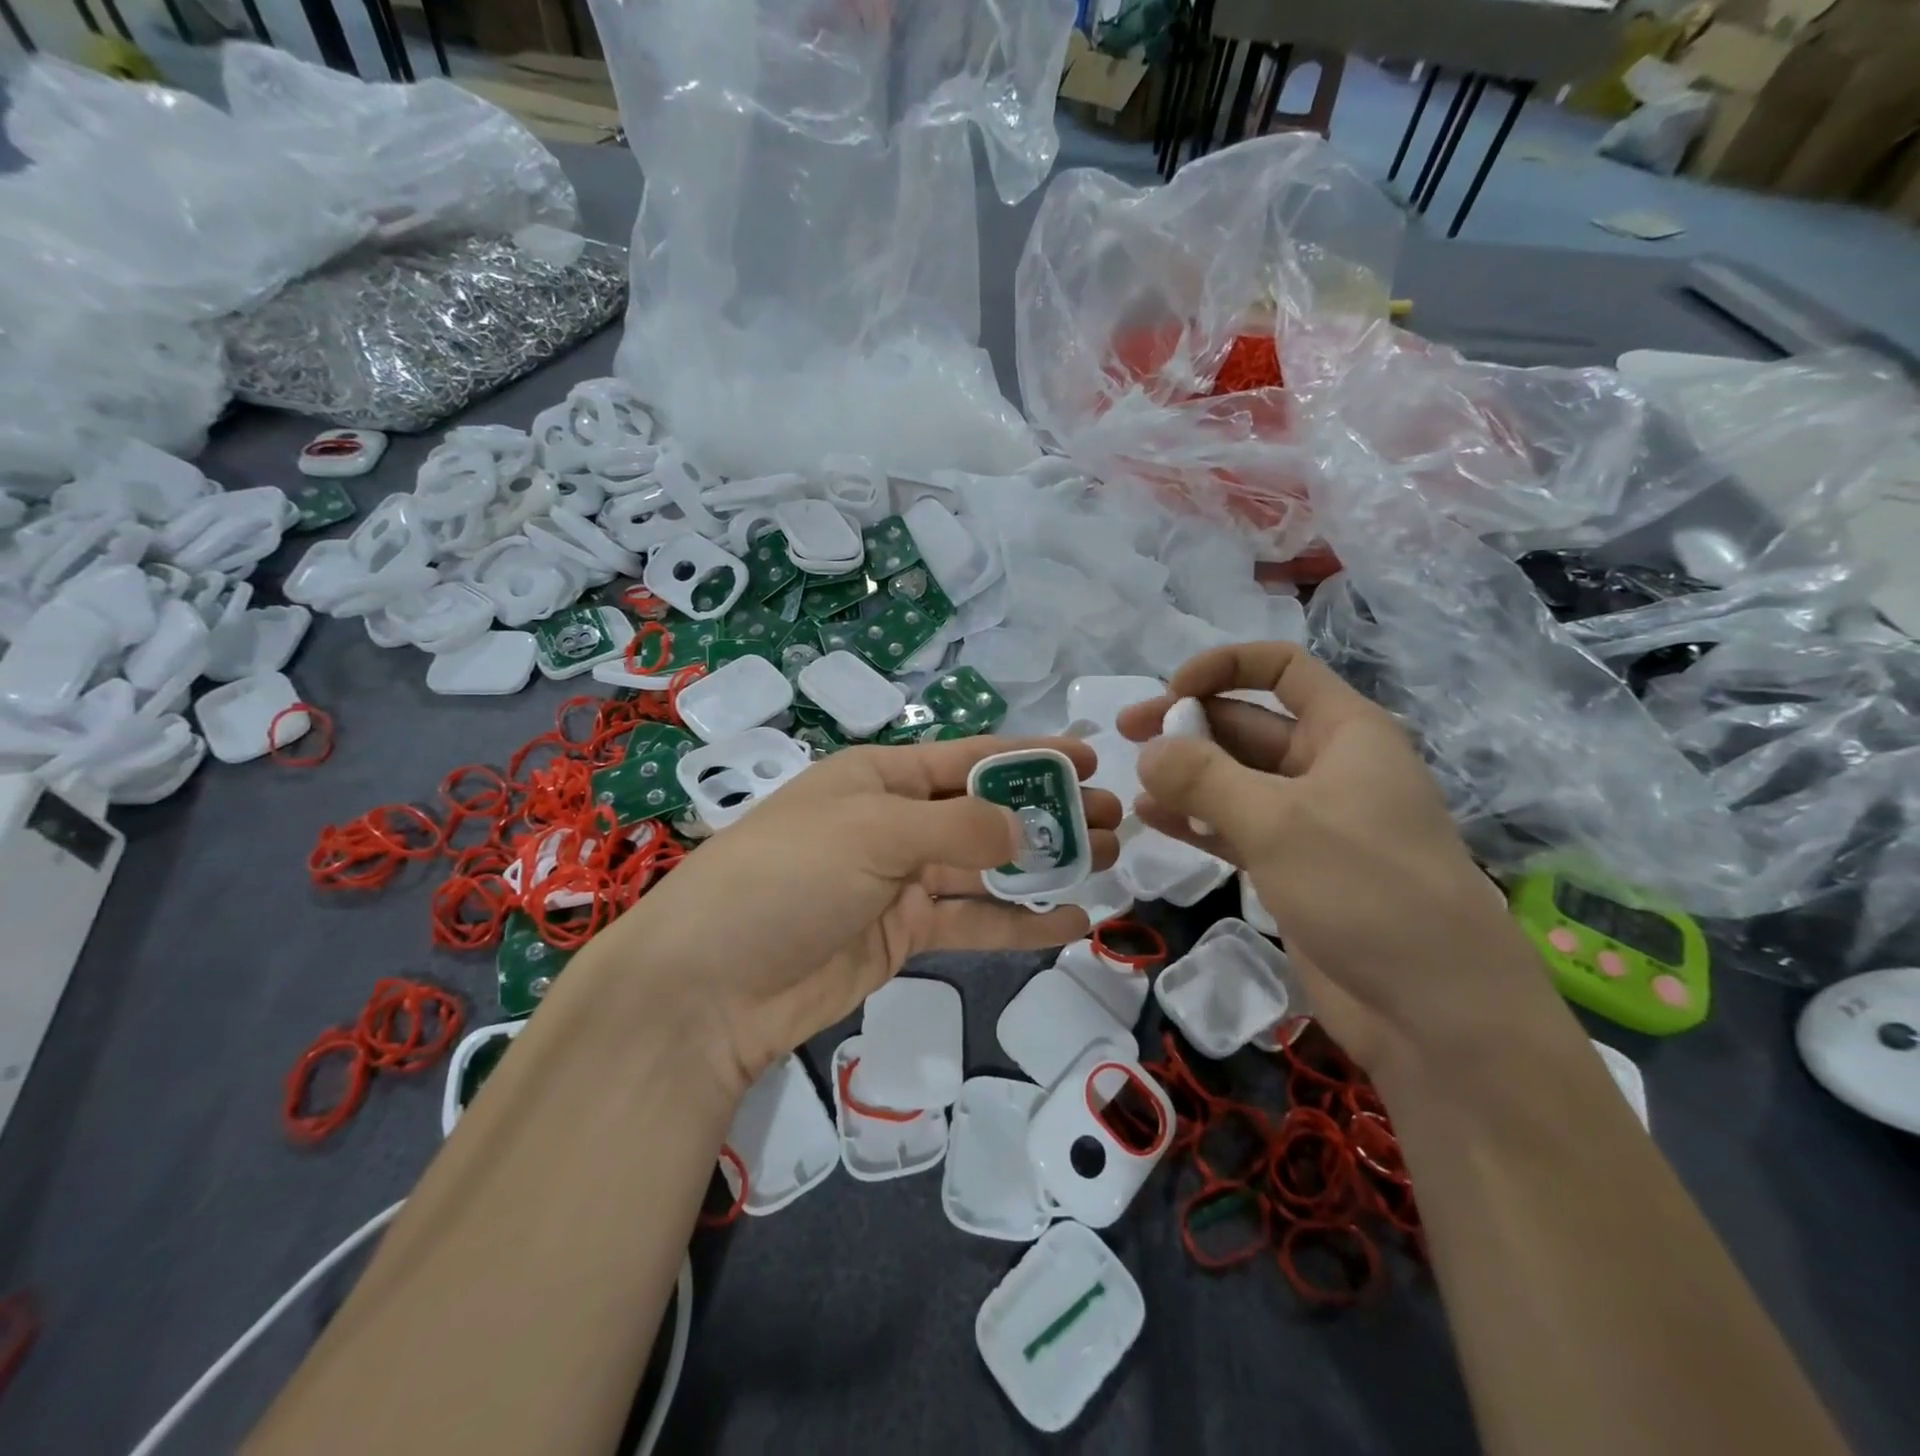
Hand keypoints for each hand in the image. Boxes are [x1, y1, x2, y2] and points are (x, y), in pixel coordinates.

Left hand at [594, 737, 1119, 1092]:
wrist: (711, 985)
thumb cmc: (788, 877)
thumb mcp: (874, 832)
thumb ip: (958, 828)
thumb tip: (1023, 832)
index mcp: (881, 776)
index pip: (970, 757)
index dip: (1032, 755)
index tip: (1091, 759)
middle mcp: (895, 821)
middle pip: (987, 812)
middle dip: (1050, 813)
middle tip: (1118, 819)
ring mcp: (900, 881)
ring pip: (988, 869)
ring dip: (1045, 867)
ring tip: (1110, 862)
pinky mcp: (903, 935)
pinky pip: (973, 923)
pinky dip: (1019, 923)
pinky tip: (1072, 922)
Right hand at [1118, 642, 1555, 1075]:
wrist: (1434, 1010)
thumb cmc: (1367, 890)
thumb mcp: (1279, 822)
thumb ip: (1204, 777)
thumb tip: (1148, 751)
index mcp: (1344, 732)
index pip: (1281, 668)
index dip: (1223, 666)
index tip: (1170, 691)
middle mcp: (1326, 766)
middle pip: (1246, 723)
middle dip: (1187, 725)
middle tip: (1125, 736)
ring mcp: (1308, 820)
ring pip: (1234, 779)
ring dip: (1185, 775)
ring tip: (1132, 783)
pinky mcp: (1291, 867)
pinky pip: (1233, 827)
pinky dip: (1195, 820)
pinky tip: (1154, 820)